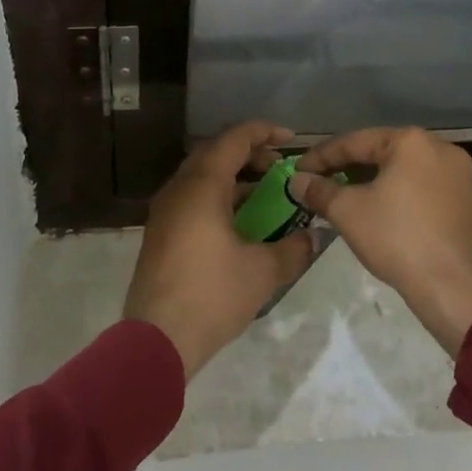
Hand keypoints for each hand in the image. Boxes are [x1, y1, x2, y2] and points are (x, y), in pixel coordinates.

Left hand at [124, 120, 319, 379]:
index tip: (291, 139)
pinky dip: (217, 195)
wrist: (157, 338)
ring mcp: (164, 211)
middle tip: (279, 166)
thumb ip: (294, 249)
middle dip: (249, 152)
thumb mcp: (263, 272)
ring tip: (264, 192)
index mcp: (202, 186)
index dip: (263, 132)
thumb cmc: (212, 296)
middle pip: (214, 152)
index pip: (234, 139)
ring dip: (232, 175)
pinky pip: (191, 197)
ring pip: (200, 175)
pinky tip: (238, 221)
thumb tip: (314, 237)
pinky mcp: (160, 232)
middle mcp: (179, 189)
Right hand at [291, 127, 471, 356]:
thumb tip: (297, 180)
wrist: (453, 288)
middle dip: (348, 168)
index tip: (298, 170)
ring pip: (404, 172)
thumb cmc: (396, 238)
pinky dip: (400, 196)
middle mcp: (441, 149)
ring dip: (374, 182)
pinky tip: (382, 214)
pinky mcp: (468, 203)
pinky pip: (424, 190)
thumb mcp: (347, 211)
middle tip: (320, 183)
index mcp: (412, 141)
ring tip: (347, 198)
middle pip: (382, 153)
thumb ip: (319, 190)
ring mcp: (460, 176)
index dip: (321, 157)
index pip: (355, 142)